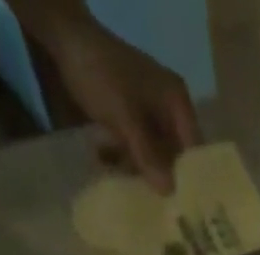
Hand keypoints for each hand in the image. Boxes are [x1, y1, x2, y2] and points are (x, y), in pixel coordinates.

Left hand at [41, 12, 199, 192]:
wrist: (65, 40)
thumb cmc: (101, 74)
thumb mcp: (125, 117)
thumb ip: (147, 154)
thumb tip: (169, 192)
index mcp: (177, 103)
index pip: (194, 150)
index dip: (190, 179)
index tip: (182, 208)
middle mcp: (170, 110)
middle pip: (174, 157)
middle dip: (159, 177)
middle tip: (147, 201)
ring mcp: (150, 114)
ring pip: (154, 156)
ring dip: (135, 168)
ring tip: (115, 172)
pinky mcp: (132, 119)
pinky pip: (136, 148)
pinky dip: (123, 157)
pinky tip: (105, 157)